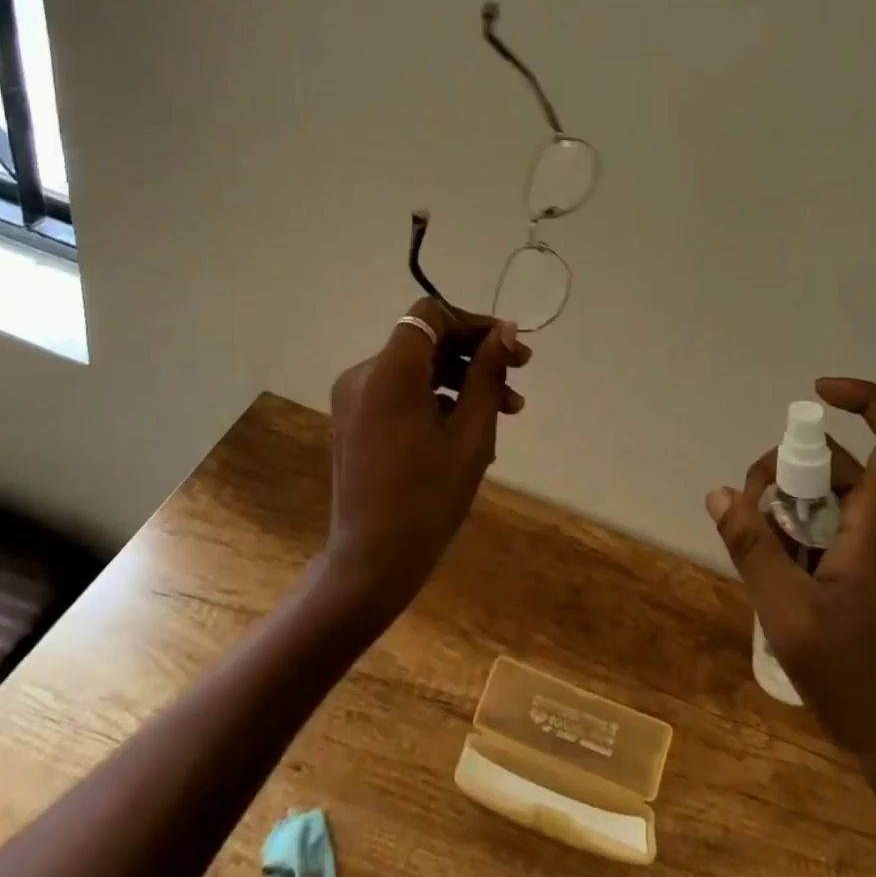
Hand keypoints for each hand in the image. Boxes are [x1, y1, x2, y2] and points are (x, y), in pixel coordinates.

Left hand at [325, 299, 530, 616]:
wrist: (371, 561)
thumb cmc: (428, 498)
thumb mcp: (471, 433)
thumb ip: (487, 373)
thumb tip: (505, 332)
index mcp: (389, 372)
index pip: (432, 315)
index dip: (473, 323)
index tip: (509, 348)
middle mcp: (364, 375)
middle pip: (426, 340)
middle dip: (475, 355)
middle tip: (520, 376)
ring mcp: (355, 399)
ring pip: (418, 368)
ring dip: (462, 380)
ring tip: (507, 411)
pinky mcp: (356, 420)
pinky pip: (403, 392)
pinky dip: (438, 399)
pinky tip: (471, 430)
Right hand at [706, 376, 875, 876]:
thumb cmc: (856, 680)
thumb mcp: (789, 613)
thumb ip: (753, 548)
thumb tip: (720, 494)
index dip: (869, 401)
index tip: (817, 393)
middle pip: (839, 464)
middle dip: (787, 471)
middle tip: (751, 510)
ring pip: (829, 495)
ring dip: (787, 507)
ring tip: (759, 549)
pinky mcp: (871, 569)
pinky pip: (830, 526)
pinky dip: (798, 532)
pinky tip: (776, 570)